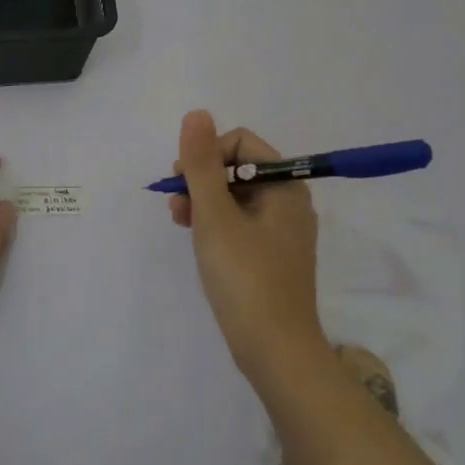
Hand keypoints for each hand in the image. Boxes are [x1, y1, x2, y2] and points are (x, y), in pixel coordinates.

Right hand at [170, 110, 323, 375]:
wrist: (274, 351)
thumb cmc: (245, 277)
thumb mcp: (215, 216)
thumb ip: (202, 164)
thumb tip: (197, 113)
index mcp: (284, 187)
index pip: (241, 143)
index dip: (207, 153)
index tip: (182, 180)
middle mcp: (287, 203)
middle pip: (237, 168)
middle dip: (201, 179)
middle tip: (176, 204)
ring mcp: (280, 231)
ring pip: (234, 196)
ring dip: (202, 200)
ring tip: (178, 221)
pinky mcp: (269, 255)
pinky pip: (238, 222)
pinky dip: (214, 223)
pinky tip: (195, 237)